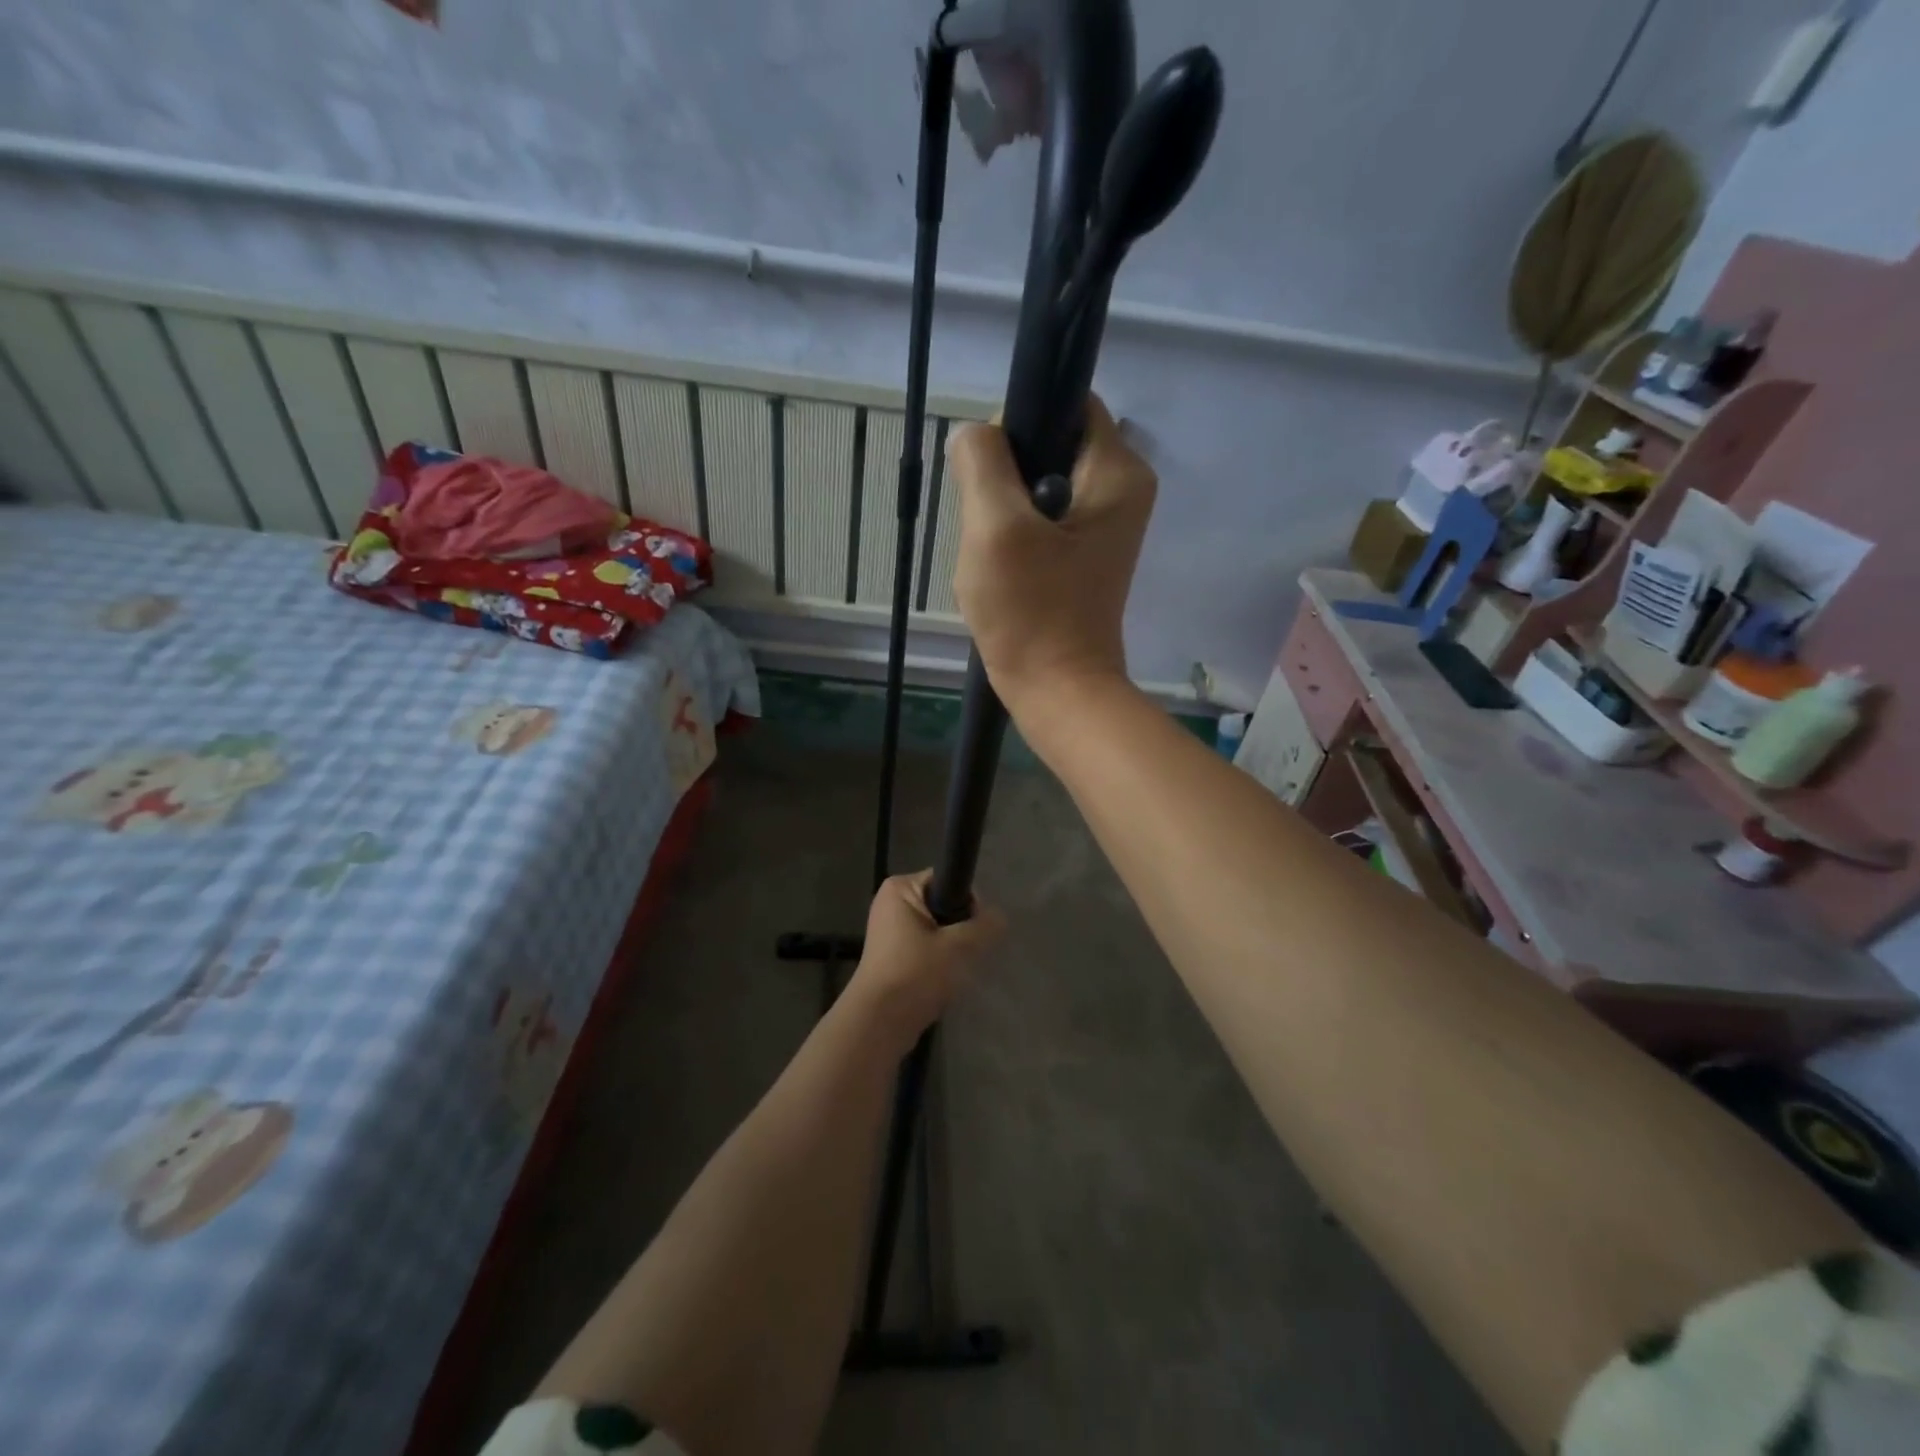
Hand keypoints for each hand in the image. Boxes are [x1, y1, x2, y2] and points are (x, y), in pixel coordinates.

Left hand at [847, 872, 1003, 1046]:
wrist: (879, 1023)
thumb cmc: (915, 974)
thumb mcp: (958, 946)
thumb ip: (985, 926)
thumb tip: (999, 918)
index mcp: (900, 888)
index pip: (947, 880)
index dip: (968, 902)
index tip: (976, 929)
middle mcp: (891, 904)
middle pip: (943, 906)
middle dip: (960, 929)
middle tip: (966, 954)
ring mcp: (889, 932)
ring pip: (937, 930)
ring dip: (951, 949)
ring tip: (955, 970)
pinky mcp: (893, 957)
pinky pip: (926, 949)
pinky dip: (938, 962)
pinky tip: (944, 982)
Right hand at [950, 395, 1156, 720]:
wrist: (1058, 691)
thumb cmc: (1031, 612)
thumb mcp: (995, 528)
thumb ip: (983, 462)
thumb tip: (975, 434)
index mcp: (1117, 471)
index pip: (1067, 402)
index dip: (1020, 422)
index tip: (989, 471)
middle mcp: (1121, 490)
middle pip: (1049, 445)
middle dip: (1005, 477)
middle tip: (988, 525)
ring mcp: (1103, 526)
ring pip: (1035, 486)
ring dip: (1003, 512)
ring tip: (994, 554)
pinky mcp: (1082, 555)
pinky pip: (1039, 521)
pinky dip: (1013, 538)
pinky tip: (1002, 571)